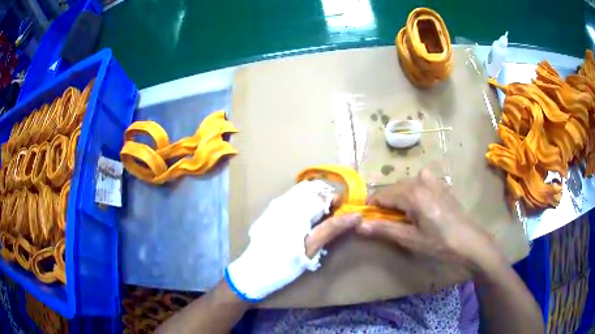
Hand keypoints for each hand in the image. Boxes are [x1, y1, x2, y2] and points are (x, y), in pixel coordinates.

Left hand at [226, 180, 359, 301]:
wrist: (253, 271)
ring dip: (314, 200)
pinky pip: (291, 199)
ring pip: (301, 192)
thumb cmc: (284, 263)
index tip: (342, 211)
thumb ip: (332, 228)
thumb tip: (356, 216)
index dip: (336, 199)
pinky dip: (303, 203)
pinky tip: (305, 220)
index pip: (323, 192)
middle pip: (312, 188)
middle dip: (325, 197)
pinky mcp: (271, 212)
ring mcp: (276, 205)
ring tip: (320, 218)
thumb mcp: (311, 248)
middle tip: (332, 215)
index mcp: (297, 209)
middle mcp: (285, 201)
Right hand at [357, 168, 498, 270]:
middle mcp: (420, 181)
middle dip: (386, 204)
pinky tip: (422, 207)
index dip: (371, 207)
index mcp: (412, 193)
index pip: (381, 195)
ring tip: (407, 218)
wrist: (470, 241)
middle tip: (389, 224)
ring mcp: (433, 180)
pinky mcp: (441, 184)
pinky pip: (420, 183)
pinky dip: (414, 194)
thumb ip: (384, 229)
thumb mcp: (410, 239)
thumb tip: (359, 225)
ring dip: (400, 200)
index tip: (369, 221)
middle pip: (393, 189)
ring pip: (406, 186)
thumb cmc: (439, 243)